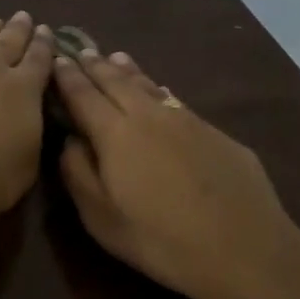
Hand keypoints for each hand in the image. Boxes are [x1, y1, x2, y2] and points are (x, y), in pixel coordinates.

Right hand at [52, 47, 299, 298]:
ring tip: (115, 57)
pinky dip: (159, 90)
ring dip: (128, 71)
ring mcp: (187, 120)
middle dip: (95, 66)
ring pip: (150, 86)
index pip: (84, 96)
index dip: (68, 78)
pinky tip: (160, 90)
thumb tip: (70, 139)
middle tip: (81, 50)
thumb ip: (78, 173)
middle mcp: (150, 116)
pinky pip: (176, 101)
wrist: (243, 248)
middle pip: (117, 82)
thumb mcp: (101, 218)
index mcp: (115, 134)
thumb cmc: (160, 240)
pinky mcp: (216, 133)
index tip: (56, 60)